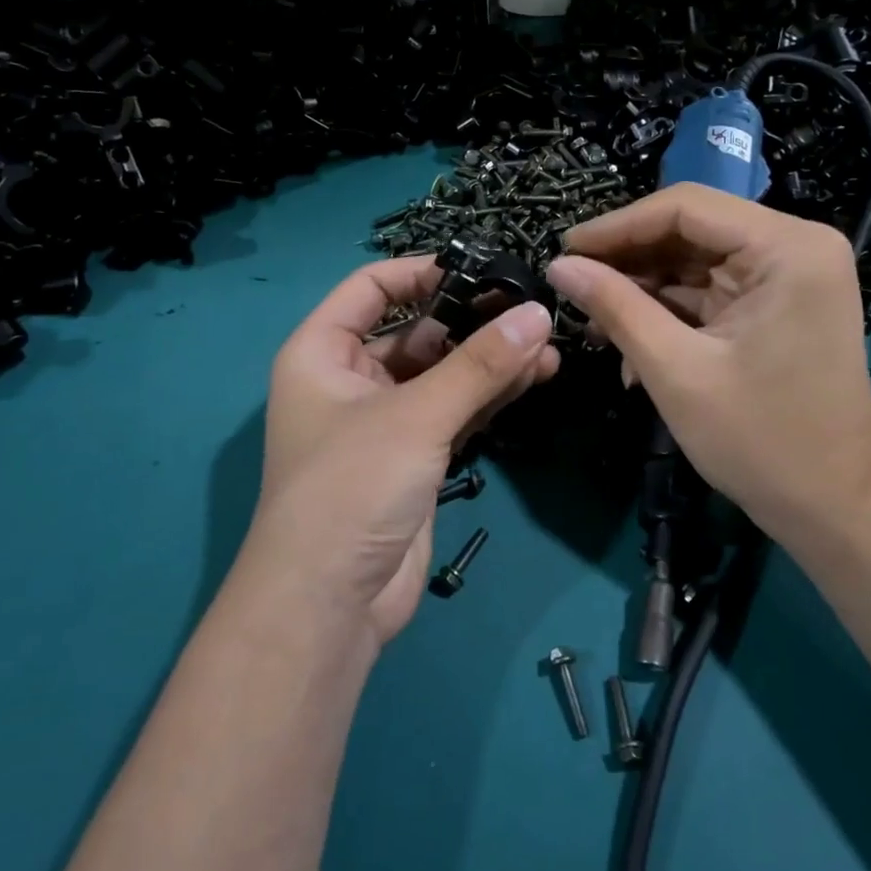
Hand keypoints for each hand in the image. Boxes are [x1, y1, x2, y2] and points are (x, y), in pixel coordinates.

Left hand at [239, 257, 558, 644]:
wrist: (330, 603)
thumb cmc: (351, 487)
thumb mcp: (415, 416)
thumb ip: (479, 364)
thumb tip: (536, 313)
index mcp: (322, 352)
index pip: (370, 288)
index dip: (421, 272)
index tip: (480, 267)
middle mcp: (350, 380)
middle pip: (416, 331)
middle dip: (472, 321)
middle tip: (531, 309)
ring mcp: (385, 421)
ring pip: (444, 374)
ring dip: (491, 360)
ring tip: (549, 344)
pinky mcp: (415, 458)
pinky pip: (456, 411)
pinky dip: (491, 396)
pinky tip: (537, 377)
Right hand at [544, 184, 870, 547]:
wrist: (832, 509)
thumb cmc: (760, 440)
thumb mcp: (675, 370)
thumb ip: (615, 307)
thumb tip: (559, 266)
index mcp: (787, 247)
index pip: (685, 207)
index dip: (616, 226)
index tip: (563, 250)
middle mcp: (795, 247)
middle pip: (690, 232)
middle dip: (628, 264)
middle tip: (572, 289)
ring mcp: (789, 277)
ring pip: (693, 263)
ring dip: (643, 293)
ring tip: (593, 326)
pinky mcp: (777, 306)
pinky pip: (709, 293)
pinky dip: (668, 315)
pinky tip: (631, 348)